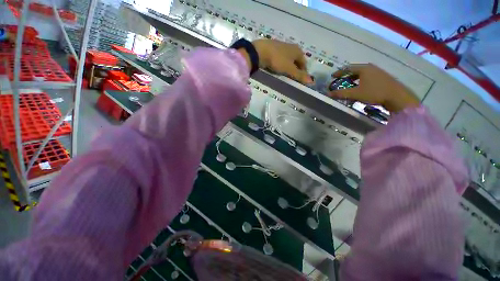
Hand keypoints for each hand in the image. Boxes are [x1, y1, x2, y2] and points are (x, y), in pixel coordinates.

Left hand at [237, 39, 311, 83]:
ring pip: (289, 59)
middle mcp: (292, 47)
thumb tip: (312, 81)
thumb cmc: (277, 60)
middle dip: (296, 70)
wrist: (260, 51)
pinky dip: (282, 64)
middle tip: (292, 79)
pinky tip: (278, 68)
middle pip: (297, 61)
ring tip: (285, 75)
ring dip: (289, 67)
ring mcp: (282, 46)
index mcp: (298, 50)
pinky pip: (281, 58)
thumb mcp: (289, 69)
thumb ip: (299, 75)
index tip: (300, 81)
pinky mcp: (274, 49)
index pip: (304, 63)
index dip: (303, 72)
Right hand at [328, 64, 419, 112]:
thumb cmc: (374, 92)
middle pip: (355, 70)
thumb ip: (341, 93)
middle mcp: (371, 68)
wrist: (397, 96)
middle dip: (346, 76)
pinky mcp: (382, 77)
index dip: (339, 72)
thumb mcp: (356, 94)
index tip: (332, 76)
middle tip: (339, 81)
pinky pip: (367, 77)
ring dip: (353, 79)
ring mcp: (378, 72)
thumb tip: (328, 94)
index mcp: (364, 69)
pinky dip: (360, 81)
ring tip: (348, 84)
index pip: (348, 68)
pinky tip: (360, 87)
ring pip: (362, 74)